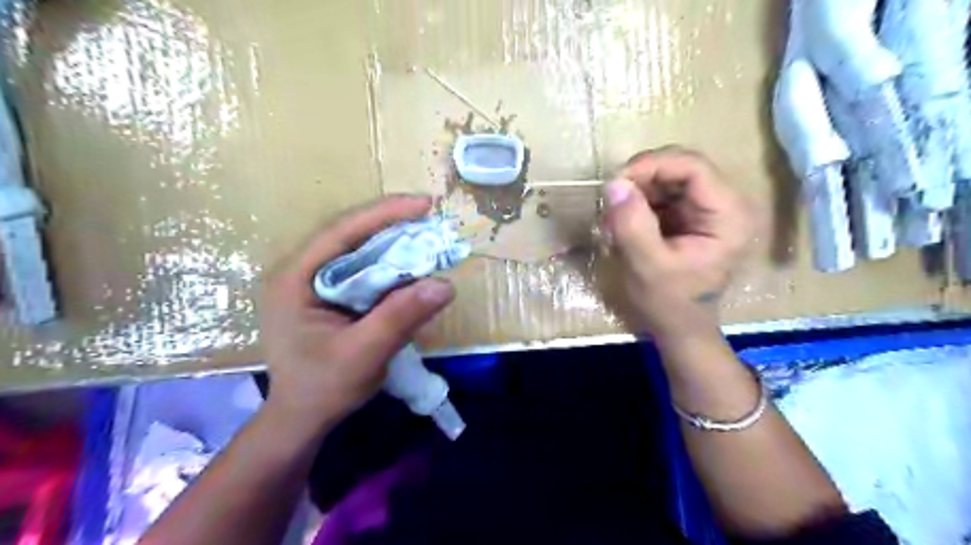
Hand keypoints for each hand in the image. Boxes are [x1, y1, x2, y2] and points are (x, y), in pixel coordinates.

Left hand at [257, 197, 455, 434]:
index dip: (385, 214)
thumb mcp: (363, 354)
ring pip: (359, 251)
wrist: (302, 419)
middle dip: (393, 226)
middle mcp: (301, 271)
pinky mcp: (330, 295)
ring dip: (395, 244)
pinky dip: (391, 266)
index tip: (425, 204)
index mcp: (295, 278)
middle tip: (433, 219)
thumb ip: (401, 317)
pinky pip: (364, 270)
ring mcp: (314, 282)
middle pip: (351, 236)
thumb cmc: (323, 389)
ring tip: (429, 237)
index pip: (341, 232)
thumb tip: (445, 284)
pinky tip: (412, 266)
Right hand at [604, 148, 752, 341]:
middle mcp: (726, 204)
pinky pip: (664, 193)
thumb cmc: (669, 303)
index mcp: (728, 216)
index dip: (652, 165)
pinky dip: (640, 202)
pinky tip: (625, 221)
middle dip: (642, 178)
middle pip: (682, 167)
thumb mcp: (646, 266)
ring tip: (615, 216)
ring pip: (670, 177)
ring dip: (638, 191)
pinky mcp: (693, 215)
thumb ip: (632, 225)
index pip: (693, 167)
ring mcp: (709, 209)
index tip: (616, 183)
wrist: (680, 327)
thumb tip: (614, 184)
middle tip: (611, 198)